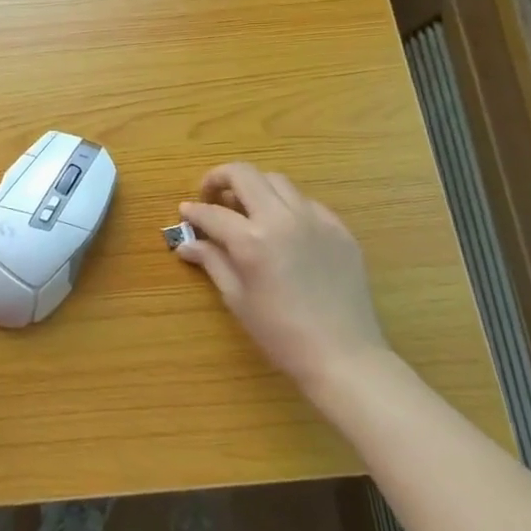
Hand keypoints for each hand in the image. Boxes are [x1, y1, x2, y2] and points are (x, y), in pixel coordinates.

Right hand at [176, 164, 390, 406]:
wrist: (344, 356)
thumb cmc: (281, 333)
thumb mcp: (237, 299)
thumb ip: (212, 262)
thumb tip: (186, 244)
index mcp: (252, 240)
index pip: (212, 212)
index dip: (193, 211)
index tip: (185, 213)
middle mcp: (282, 218)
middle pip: (244, 174)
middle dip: (220, 178)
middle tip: (211, 196)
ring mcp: (314, 219)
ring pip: (277, 181)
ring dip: (254, 187)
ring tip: (246, 208)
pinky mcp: (339, 228)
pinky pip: (306, 203)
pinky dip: (286, 205)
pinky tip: (283, 228)